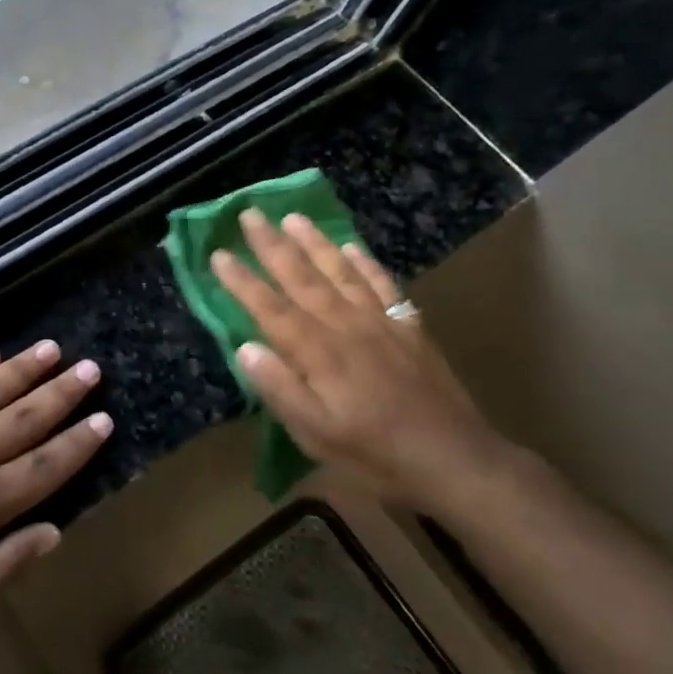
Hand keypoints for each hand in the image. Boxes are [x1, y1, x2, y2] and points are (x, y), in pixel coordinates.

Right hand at [211, 209, 511, 509]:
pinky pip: (383, 286)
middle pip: (302, 278)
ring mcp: (380, 323)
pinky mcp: (408, 329)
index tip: (218, 253)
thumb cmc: (373, 452)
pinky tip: (350, 247)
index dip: (242, 281)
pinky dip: (365, 263)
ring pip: (340, 272)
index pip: (270, 308)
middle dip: (272, 245)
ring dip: (314, 242)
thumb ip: (278, 388)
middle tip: (249, 213)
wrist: (455, 460)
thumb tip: (245, 347)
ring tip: (292, 217)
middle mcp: (345, 327)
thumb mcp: (315, 433)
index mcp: (317, 353)